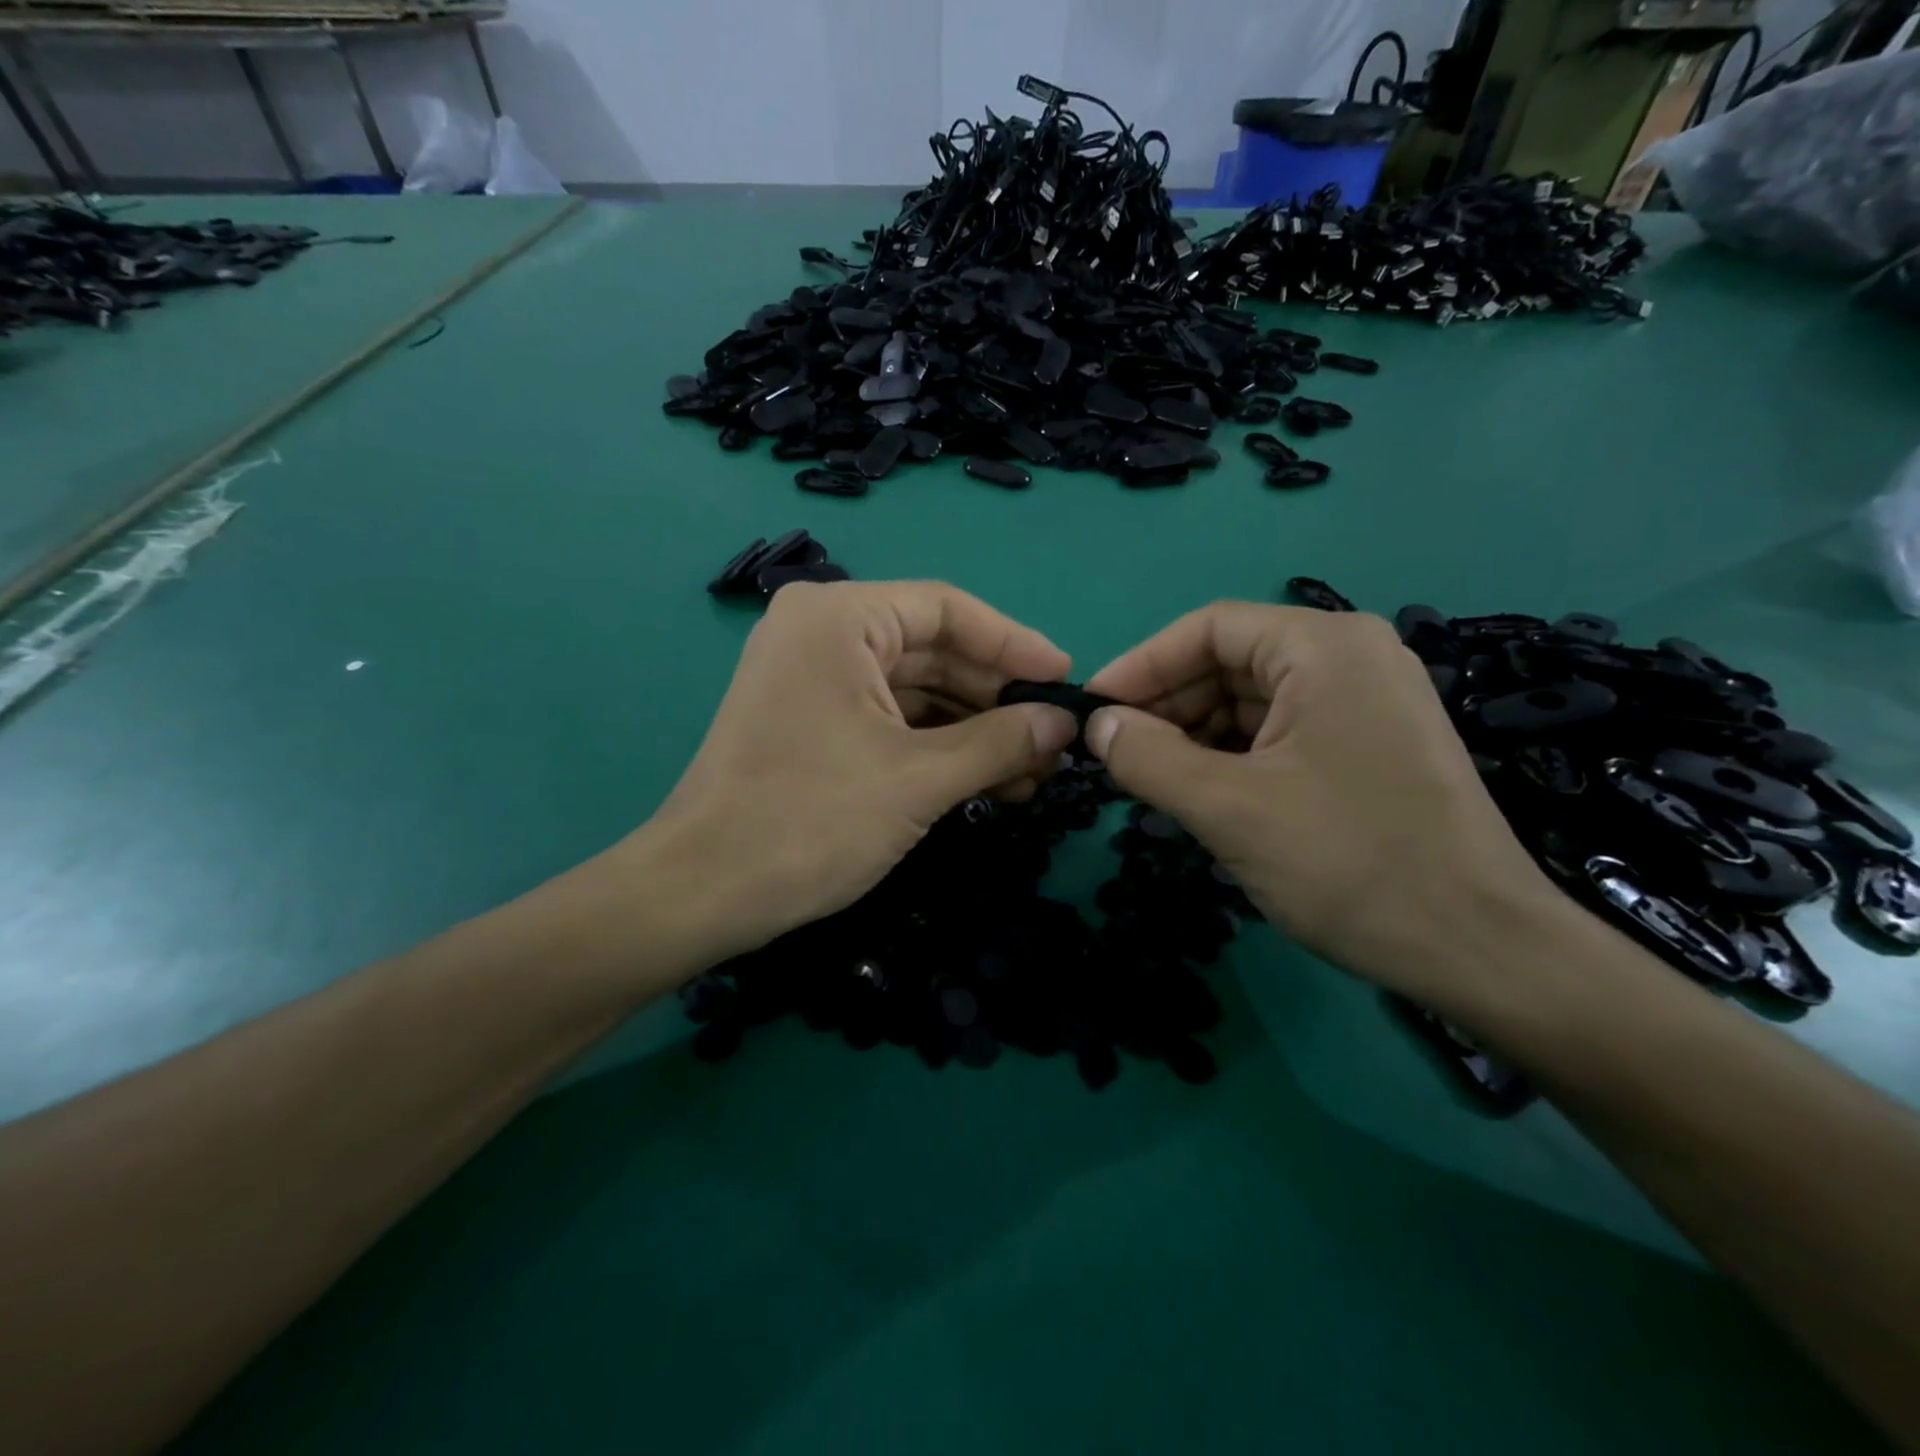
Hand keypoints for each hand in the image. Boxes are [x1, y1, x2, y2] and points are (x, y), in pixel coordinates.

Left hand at [610, 581, 1078, 968]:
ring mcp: (813, 678)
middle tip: (1054, 741)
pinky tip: (985, 780)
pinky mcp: (811, 721)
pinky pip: (889, 718)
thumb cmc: (809, 821)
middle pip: (934, 650)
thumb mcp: (919, 780)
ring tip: (1031, 773)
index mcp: (839, 618)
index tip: (1065, 680)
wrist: (701, 894)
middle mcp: (822, 633)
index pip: (948, 609)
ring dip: (973, 730)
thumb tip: (1064, 724)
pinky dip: (937, 746)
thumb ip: (1000, 743)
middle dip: (996, 698)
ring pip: (915, 690)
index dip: (1014, 644)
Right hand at [1083, 604, 1559, 1008]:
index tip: (1092, 711)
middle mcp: (1350, 658)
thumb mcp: (1228, 808)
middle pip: (1229, 662)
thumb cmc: (1349, 863)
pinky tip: (1200, 794)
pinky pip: (1279, 734)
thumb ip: (1148, 757)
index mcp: (1324, 646)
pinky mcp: (1368, 746)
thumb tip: (1096, 725)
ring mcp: (1365, 703)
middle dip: (1167, 707)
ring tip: (1149, 781)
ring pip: (1251, 702)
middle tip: (1114, 755)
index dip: (1141, 666)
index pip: (1207, 629)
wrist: (1481, 950)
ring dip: (1194, 737)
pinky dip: (1231, 758)